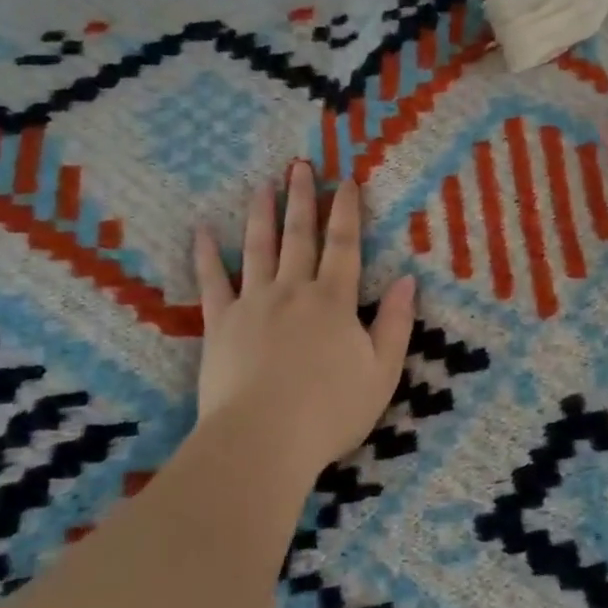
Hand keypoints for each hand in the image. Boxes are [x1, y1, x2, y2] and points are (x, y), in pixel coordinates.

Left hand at [192, 162, 416, 479]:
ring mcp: (253, 303)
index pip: (344, 245)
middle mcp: (294, 290)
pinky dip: (206, 256)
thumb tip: (407, 279)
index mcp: (334, 301)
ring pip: (258, 248)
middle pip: (299, 236)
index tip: (346, 182)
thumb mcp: (382, 372)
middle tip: (299, 166)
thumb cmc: (329, 412)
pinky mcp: (220, 324)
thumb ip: (396, 323)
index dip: (347, 212)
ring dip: (261, 215)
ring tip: (262, 186)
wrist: (262, 441)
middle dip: (302, 199)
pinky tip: (201, 231)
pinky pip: (212, 282)